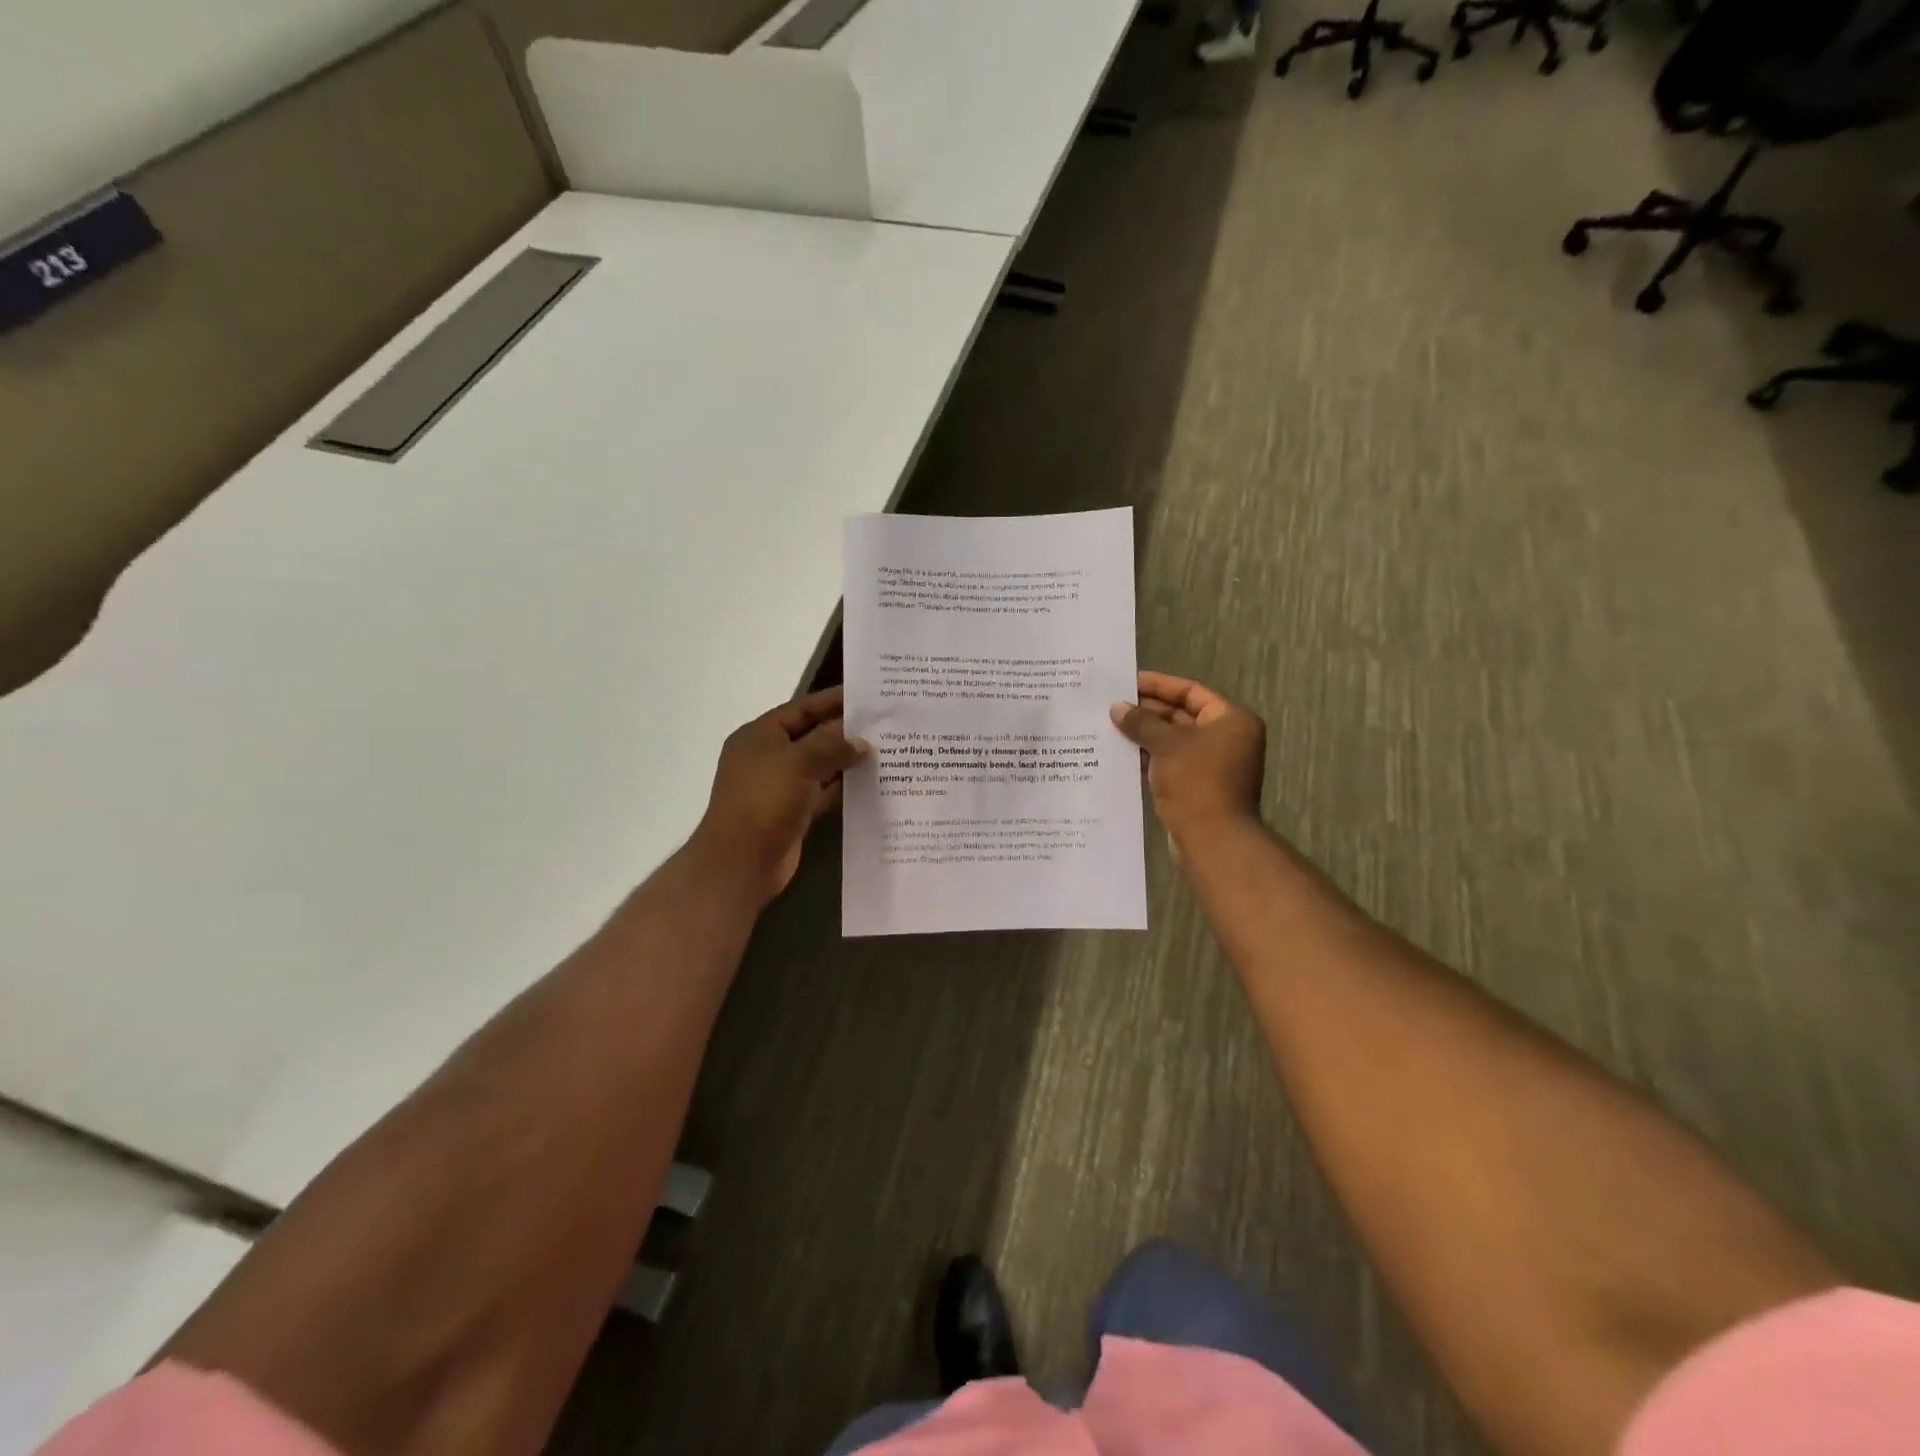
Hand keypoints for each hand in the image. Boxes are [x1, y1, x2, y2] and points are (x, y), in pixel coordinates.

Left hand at [691, 687, 868, 904]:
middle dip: (845, 732)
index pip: (801, 709)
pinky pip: (823, 793)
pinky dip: (843, 789)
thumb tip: (862, 742)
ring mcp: (780, 787)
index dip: (832, 701)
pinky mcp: (793, 813)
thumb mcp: (799, 762)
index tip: (866, 697)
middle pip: (812, 737)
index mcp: (760, 736)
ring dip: (847, 761)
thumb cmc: (765, 800)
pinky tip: (871, 784)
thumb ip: (832, 746)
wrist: (742, 861)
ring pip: (820, 767)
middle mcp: (769, 757)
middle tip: (885, 724)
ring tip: (886, 751)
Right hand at [1111, 671, 1265, 845]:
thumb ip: (1141, 722)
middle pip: (1181, 716)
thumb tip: (1116, 707)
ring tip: (1108, 728)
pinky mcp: (1196, 788)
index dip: (1159, 685)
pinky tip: (1118, 755)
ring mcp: (1212, 766)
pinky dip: (1147, 759)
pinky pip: (1169, 765)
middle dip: (1146, 712)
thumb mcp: (1166, 745)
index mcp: (1231, 720)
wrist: (1212, 840)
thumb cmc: (1196, 782)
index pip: (1191, 692)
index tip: (1127, 682)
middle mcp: (1226, 740)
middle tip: (1111, 706)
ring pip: (1172, 743)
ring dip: (1143, 736)